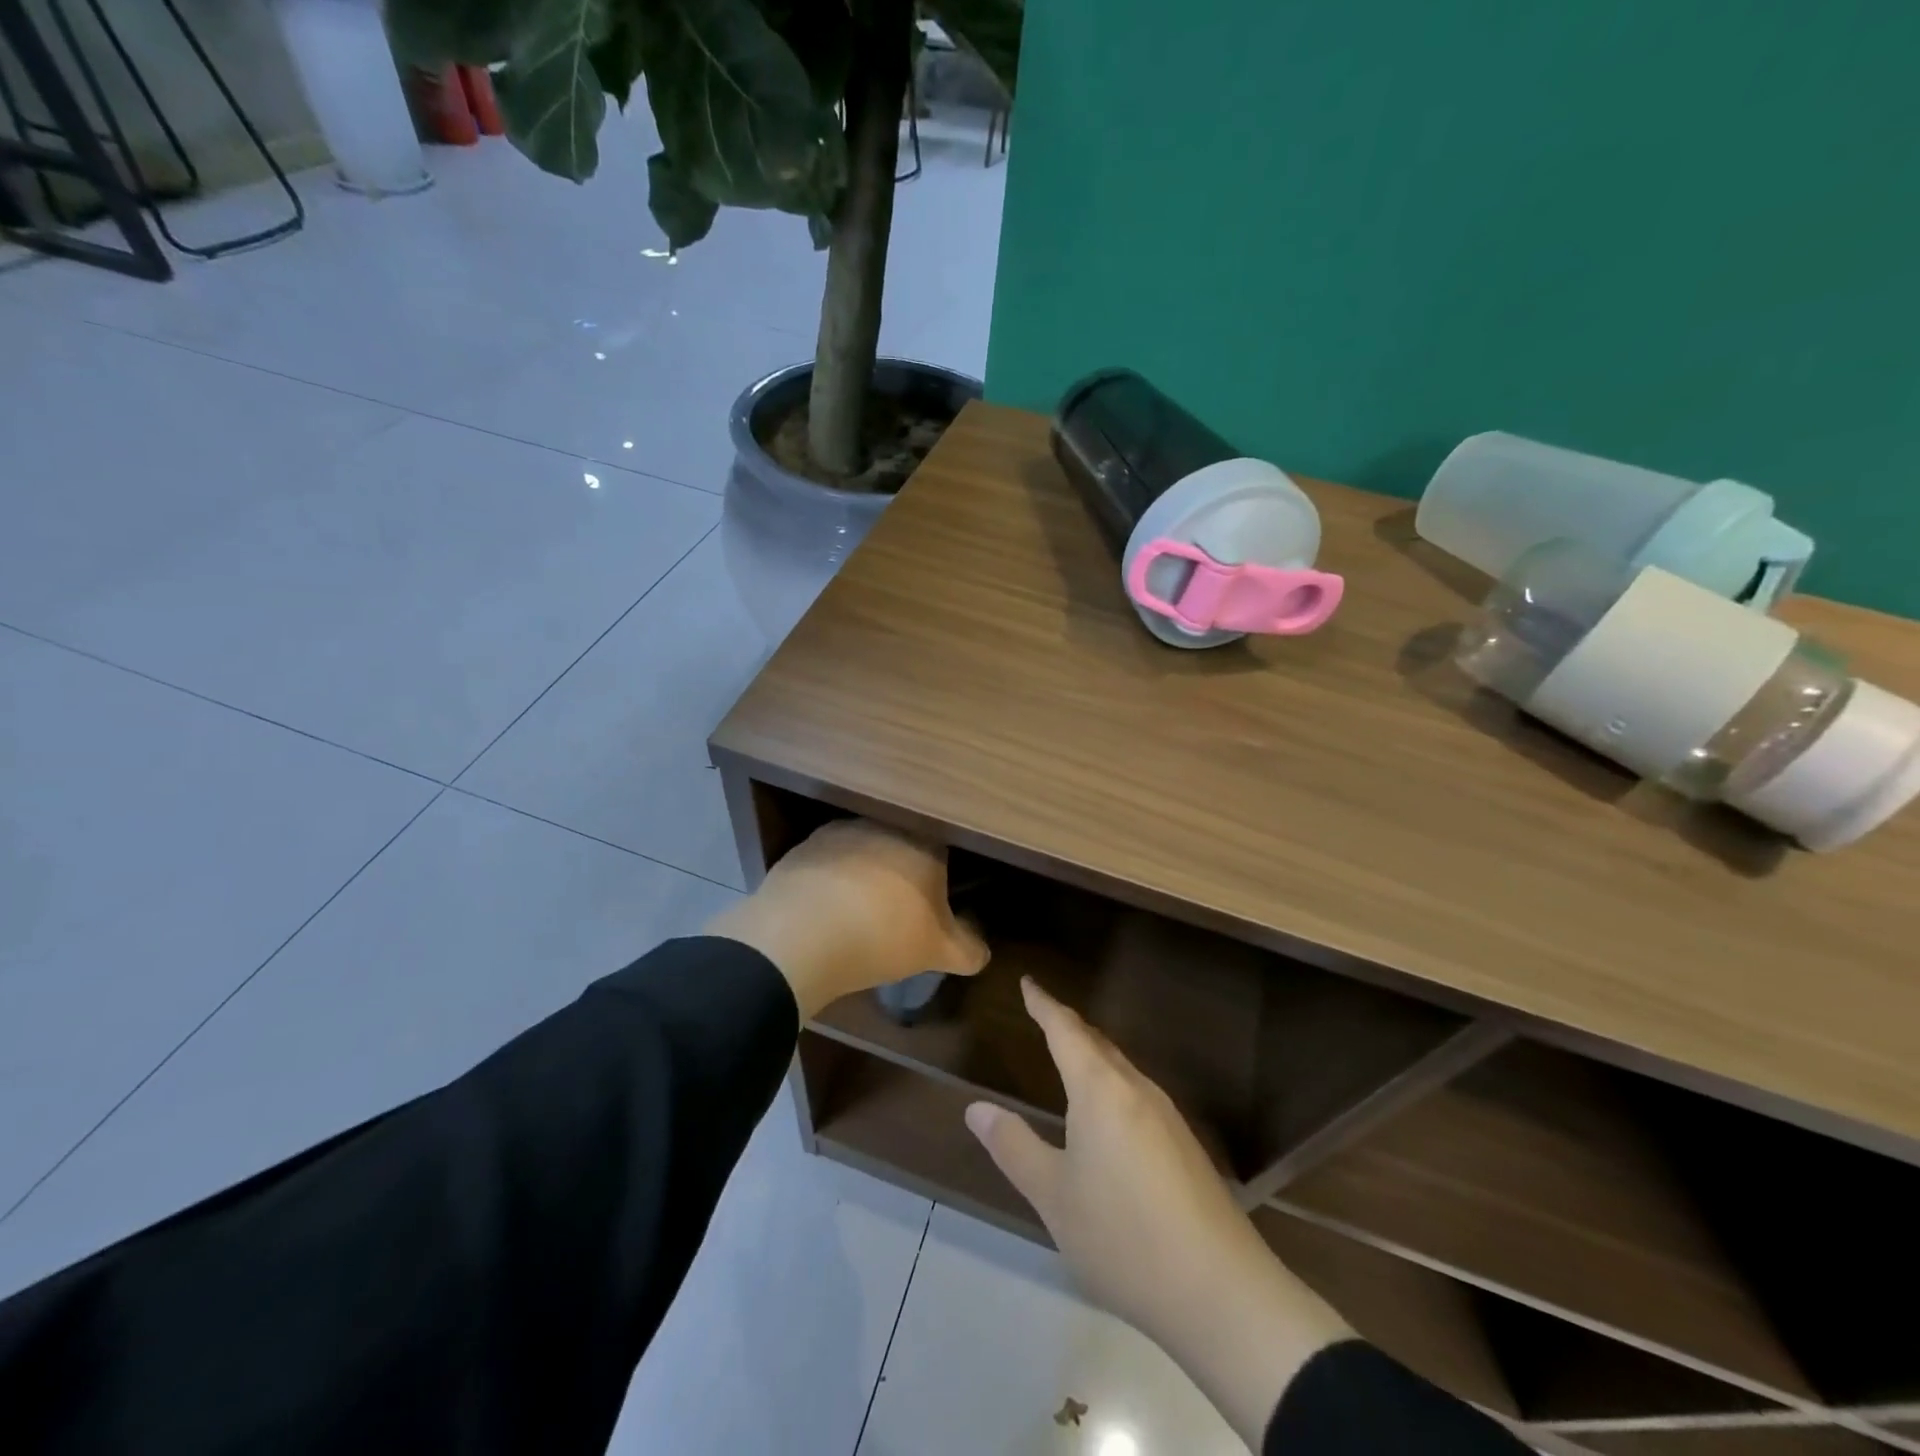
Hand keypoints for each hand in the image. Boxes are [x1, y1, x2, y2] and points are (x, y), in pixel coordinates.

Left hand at [706, 819, 988, 1019]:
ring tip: (855, 912)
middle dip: (899, 872)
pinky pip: (827, 862)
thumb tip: (982, 951)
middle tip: (894, 910)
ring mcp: (842, 832)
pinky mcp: (804, 847)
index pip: (942, 851)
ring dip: (862, 872)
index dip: (938, 878)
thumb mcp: (938, 953)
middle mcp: (886, 827)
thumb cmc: (884, 937)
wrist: (803, 935)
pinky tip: (824, 910)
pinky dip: (829, 880)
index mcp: (925, 845)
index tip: (931, 904)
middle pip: (901, 846)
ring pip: (862, 850)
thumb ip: (968, 949)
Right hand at [965, 979, 1352, 1447]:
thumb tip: (977, 1108)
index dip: (1044, 1004)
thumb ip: (1013, 1146)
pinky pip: (1137, 1094)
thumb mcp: (1053, 1195)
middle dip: (1068, 1026)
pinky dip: (1112, 1083)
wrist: (1221, 1292)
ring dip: (1093, 1054)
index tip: (1028, 982)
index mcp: (1101, 1090)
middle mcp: (1137, 1090)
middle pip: (1098, 1044)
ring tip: (1070, 1056)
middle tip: (1043, 1014)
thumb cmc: (1123, 1236)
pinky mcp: (1185, 1146)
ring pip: (1121, 1068)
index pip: (1066, 1030)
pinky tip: (1108, 1113)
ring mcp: (1168, 1117)